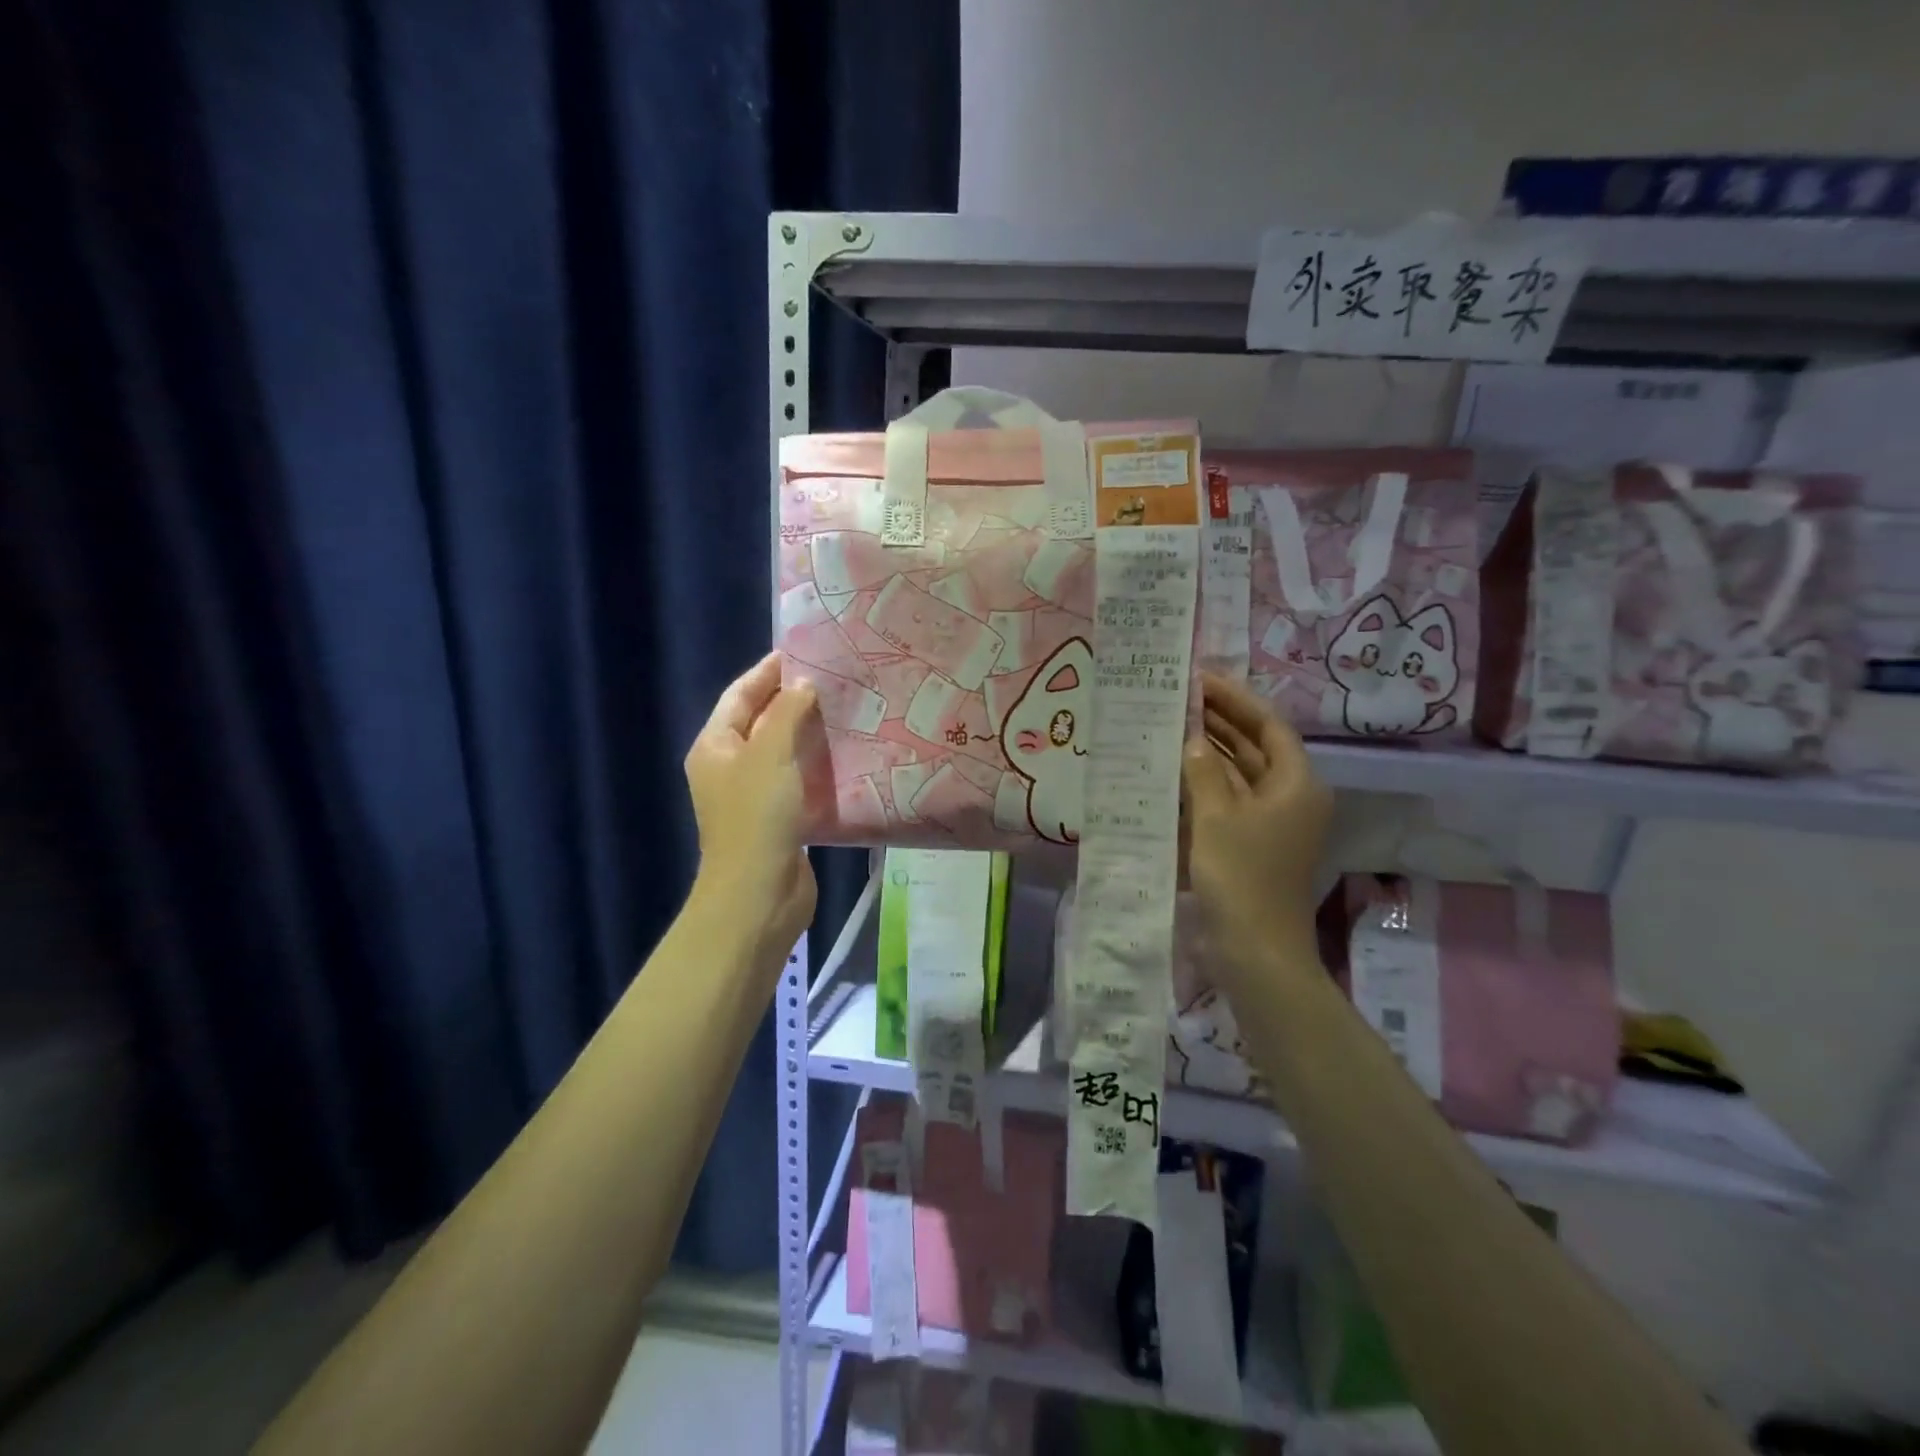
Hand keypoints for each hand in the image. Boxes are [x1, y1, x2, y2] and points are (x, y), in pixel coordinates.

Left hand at [684, 652, 818, 952]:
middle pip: (761, 721)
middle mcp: (730, 766)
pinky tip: (846, 752)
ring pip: (782, 751)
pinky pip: (798, 778)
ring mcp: (753, 794)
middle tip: (833, 678)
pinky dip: (817, 763)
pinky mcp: (778, 817)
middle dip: (793, 699)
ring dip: (809, 731)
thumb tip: (804, 685)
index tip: (802, 651)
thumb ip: (788, 713)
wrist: (759, 894)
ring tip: (846, 708)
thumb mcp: (771, 754)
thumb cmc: (757, 817)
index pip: (740, 695)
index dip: (768, 672)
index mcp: (715, 746)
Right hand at [1183, 672, 1332, 982]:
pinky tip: (1175, 772)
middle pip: (1256, 747)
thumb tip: (1193, 739)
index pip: (1269, 726)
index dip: (1235, 700)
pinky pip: (1230, 800)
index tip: (1200, 681)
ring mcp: (1271, 823)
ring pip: (1241, 774)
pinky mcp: (1252, 843)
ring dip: (1210, 753)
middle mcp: (1290, 797)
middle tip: (1179, 699)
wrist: (1255, 951)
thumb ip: (1202, 772)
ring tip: (1172, 727)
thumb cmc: (1241, 877)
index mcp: (1296, 784)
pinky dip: (1206, 784)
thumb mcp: (1216, 817)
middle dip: (1220, 723)